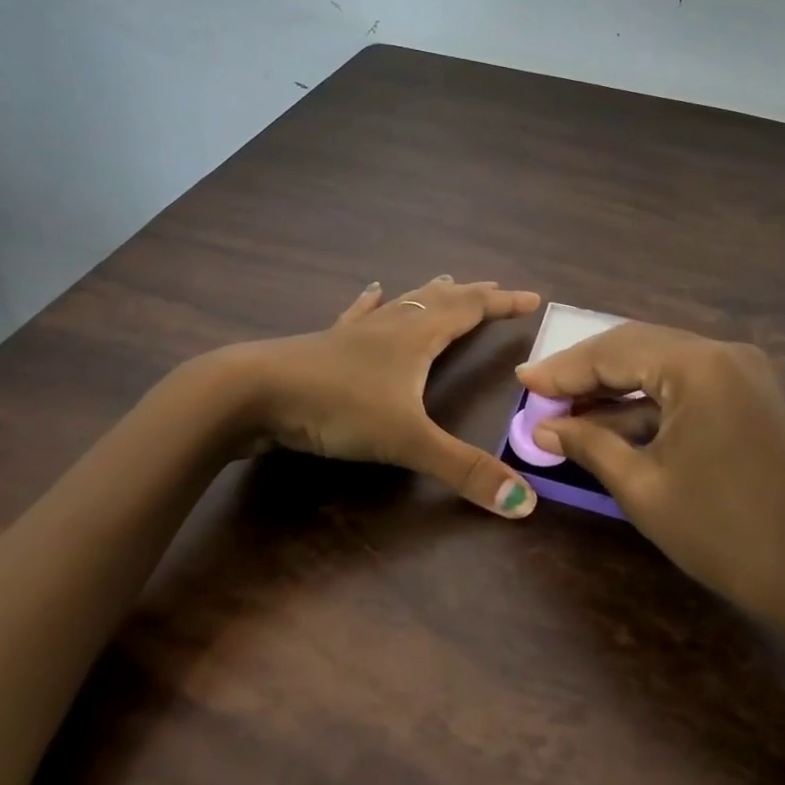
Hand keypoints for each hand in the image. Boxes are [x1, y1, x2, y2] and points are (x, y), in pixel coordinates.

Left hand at [227, 276, 543, 517]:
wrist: (253, 391)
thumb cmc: (336, 406)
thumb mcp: (406, 441)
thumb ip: (464, 471)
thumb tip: (525, 504)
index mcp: (417, 337)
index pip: (471, 310)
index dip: (502, 303)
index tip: (532, 297)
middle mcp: (391, 325)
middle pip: (440, 300)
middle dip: (473, 295)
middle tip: (495, 288)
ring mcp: (355, 332)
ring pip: (402, 303)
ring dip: (429, 293)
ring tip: (446, 280)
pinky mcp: (325, 344)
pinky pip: (358, 316)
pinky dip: (372, 303)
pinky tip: (372, 291)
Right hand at [517, 322, 784, 643]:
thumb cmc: (724, 533)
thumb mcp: (643, 487)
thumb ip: (589, 444)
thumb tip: (543, 428)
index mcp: (697, 364)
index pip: (614, 351)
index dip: (563, 368)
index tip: (521, 382)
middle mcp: (723, 353)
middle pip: (637, 348)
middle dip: (586, 372)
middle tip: (540, 393)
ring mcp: (743, 372)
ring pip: (662, 366)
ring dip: (616, 388)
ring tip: (565, 408)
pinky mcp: (751, 396)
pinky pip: (687, 386)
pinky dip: (649, 403)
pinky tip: (612, 422)